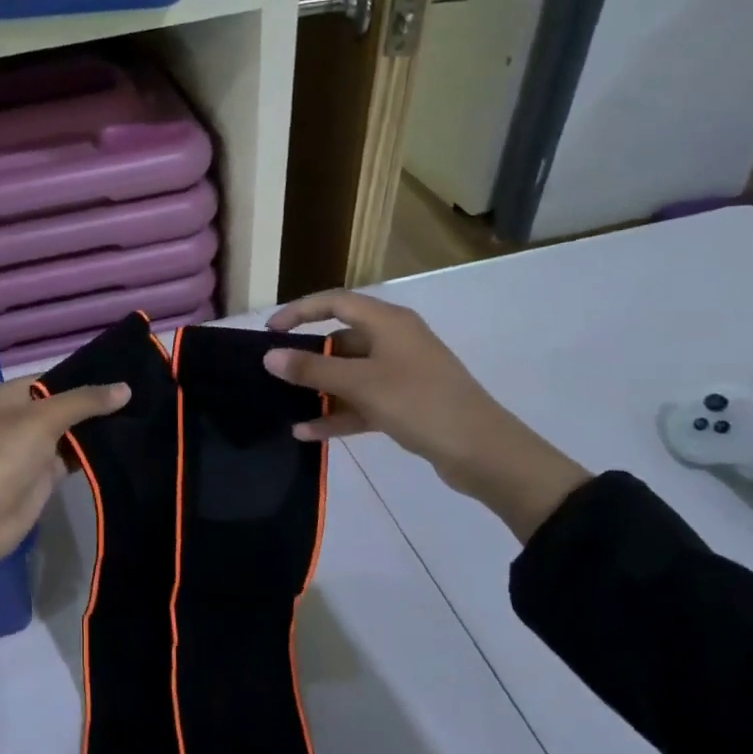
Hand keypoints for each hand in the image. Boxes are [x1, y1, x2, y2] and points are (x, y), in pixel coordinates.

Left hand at [0, 378, 130, 593]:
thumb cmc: (2, 455)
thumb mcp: (42, 419)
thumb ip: (84, 401)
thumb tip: (125, 388)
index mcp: (10, 395)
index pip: (55, 377)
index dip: (88, 375)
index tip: (128, 372)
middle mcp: (21, 417)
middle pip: (66, 405)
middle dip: (99, 403)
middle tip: (146, 394)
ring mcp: (33, 448)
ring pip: (73, 432)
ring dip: (101, 429)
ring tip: (144, 416)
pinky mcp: (45, 475)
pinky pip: (75, 457)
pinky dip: (96, 453)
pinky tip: (127, 444)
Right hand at [264, 290, 589, 541]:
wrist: (483, 451)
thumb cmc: (419, 403)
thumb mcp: (360, 384)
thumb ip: (312, 368)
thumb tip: (270, 356)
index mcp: (388, 323)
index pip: (334, 302)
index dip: (299, 311)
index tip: (269, 332)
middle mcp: (394, 341)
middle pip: (339, 339)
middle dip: (306, 356)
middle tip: (274, 371)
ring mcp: (400, 373)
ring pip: (348, 374)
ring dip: (318, 389)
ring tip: (284, 405)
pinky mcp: (403, 403)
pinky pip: (360, 402)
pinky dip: (336, 413)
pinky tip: (307, 432)